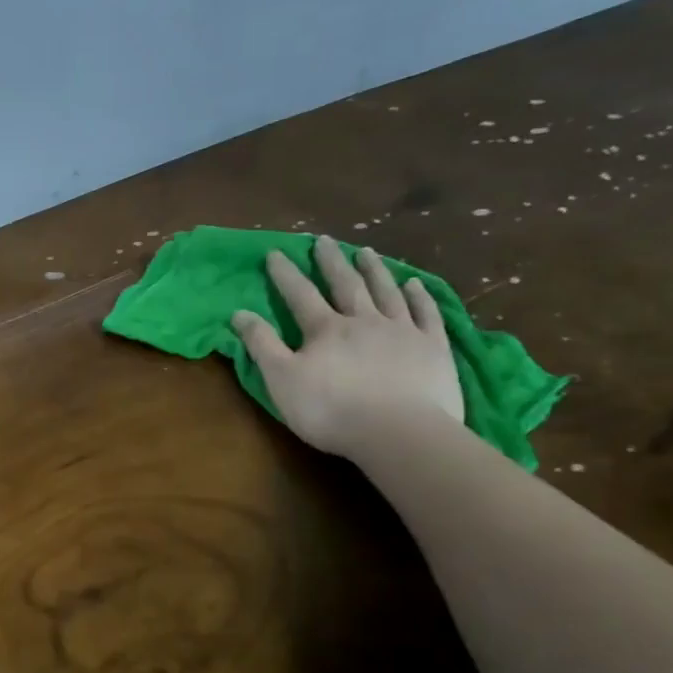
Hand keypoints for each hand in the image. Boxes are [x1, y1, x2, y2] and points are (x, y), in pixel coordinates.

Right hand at [231, 241, 463, 457]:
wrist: (399, 433)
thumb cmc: (331, 410)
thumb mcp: (282, 380)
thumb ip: (261, 345)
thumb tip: (239, 313)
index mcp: (325, 329)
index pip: (300, 295)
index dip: (285, 274)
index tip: (275, 253)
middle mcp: (364, 320)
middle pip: (345, 284)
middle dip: (331, 262)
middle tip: (323, 240)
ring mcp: (402, 331)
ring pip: (386, 292)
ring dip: (374, 270)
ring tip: (366, 252)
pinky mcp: (433, 348)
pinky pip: (426, 314)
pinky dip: (419, 297)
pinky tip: (414, 285)